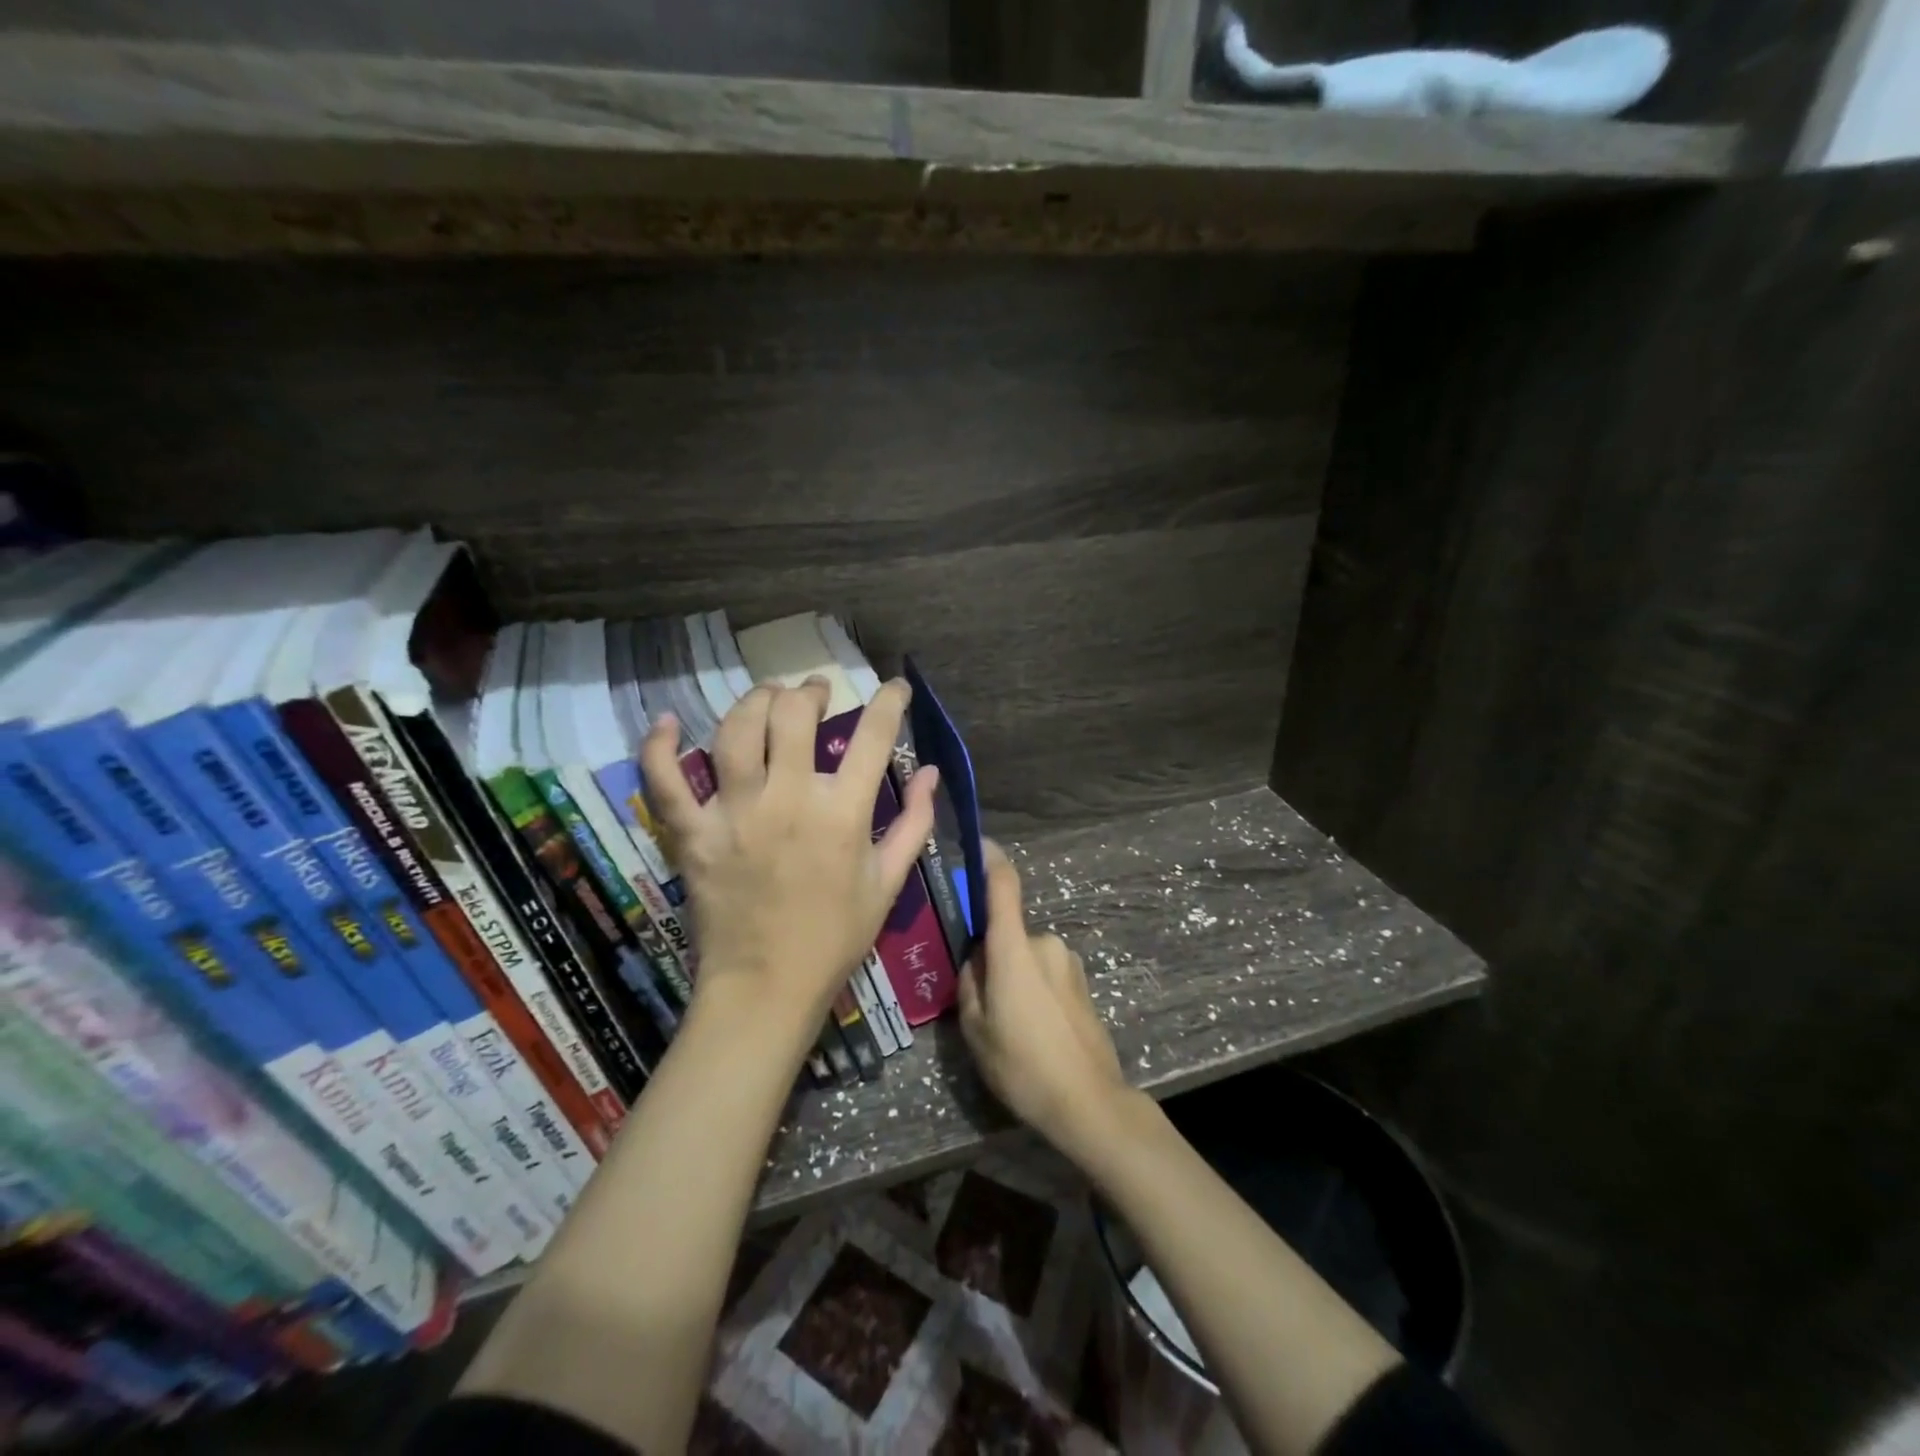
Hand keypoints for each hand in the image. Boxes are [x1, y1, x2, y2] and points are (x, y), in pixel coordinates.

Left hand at [641, 677, 936, 1051]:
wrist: (767, 987)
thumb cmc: (836, 937)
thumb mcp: (889, 882)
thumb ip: (914, 822)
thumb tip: (931, 772)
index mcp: (842, 812)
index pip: (873, 736)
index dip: (890, 701)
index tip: (895, 687)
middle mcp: (787, 798)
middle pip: (794, 714)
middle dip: (811, 691)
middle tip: (817, 692)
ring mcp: (733, 812)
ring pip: (735, 729)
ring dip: (754, 701)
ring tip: (768, 697)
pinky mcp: (692, 832)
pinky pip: (665, 779)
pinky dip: (659, 745)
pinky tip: (668, 722)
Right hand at [958, 841, 1132, 1157]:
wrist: (1089, 1102)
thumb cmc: (1023, 1065)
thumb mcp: (975, 1029)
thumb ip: (970, 983)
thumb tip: (977, 959)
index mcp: (1015, 948)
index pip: (1003, 886)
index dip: (990, 860)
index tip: (977, 845)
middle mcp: (1045, 943)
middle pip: (1008, 934)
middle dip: (992, 957)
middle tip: (980, 1002)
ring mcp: (1069, 962)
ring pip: (1027, 956)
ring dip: (1014, 976)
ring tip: (1009, 1026)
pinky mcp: (1084, 982)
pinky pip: (1046, 973)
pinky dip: (1034, 989)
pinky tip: (1035, 1032)